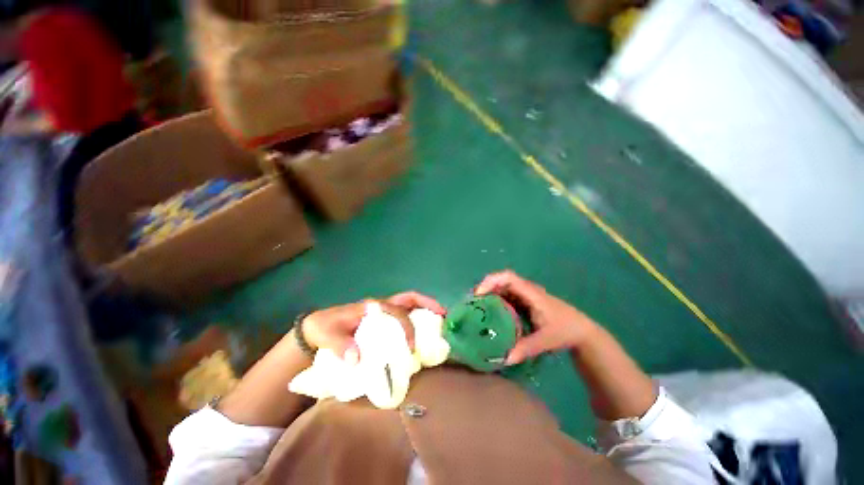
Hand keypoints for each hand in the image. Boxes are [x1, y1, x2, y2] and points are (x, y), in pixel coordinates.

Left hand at [301, 292, 444, 363]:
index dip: (407, 326)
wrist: (315, 327)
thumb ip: (340, 346)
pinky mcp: (381, 320)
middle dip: (427, 303)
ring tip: (439, 321)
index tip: (411, 347)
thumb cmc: (323, 328)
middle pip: (409, 298)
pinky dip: (415, 319)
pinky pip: (403, 316)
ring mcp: (382, 312)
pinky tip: (422, 333)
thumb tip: (358, 358)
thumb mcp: (327, 336)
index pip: (397, 312)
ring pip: (408, 305)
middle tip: (443, 314)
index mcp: (372, 307)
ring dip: (424, 309)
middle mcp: (381, 306)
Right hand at [475, 271, 596, 364]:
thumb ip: (525, 348)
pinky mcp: (526, 301)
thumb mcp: (545, 340)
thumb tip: (503, 358)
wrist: (582, 331)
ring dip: (490, 294)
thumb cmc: (565, 331)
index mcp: (531, 293)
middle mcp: (526, 290)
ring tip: (477, 307)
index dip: (491, 282)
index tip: (478, 294)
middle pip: (502, 280)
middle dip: (485, 287)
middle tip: (472, 302)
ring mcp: (526, 295)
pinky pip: (507, 296)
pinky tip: (491, 313)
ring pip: (503, 288)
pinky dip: (496, 300)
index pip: (508, 278)